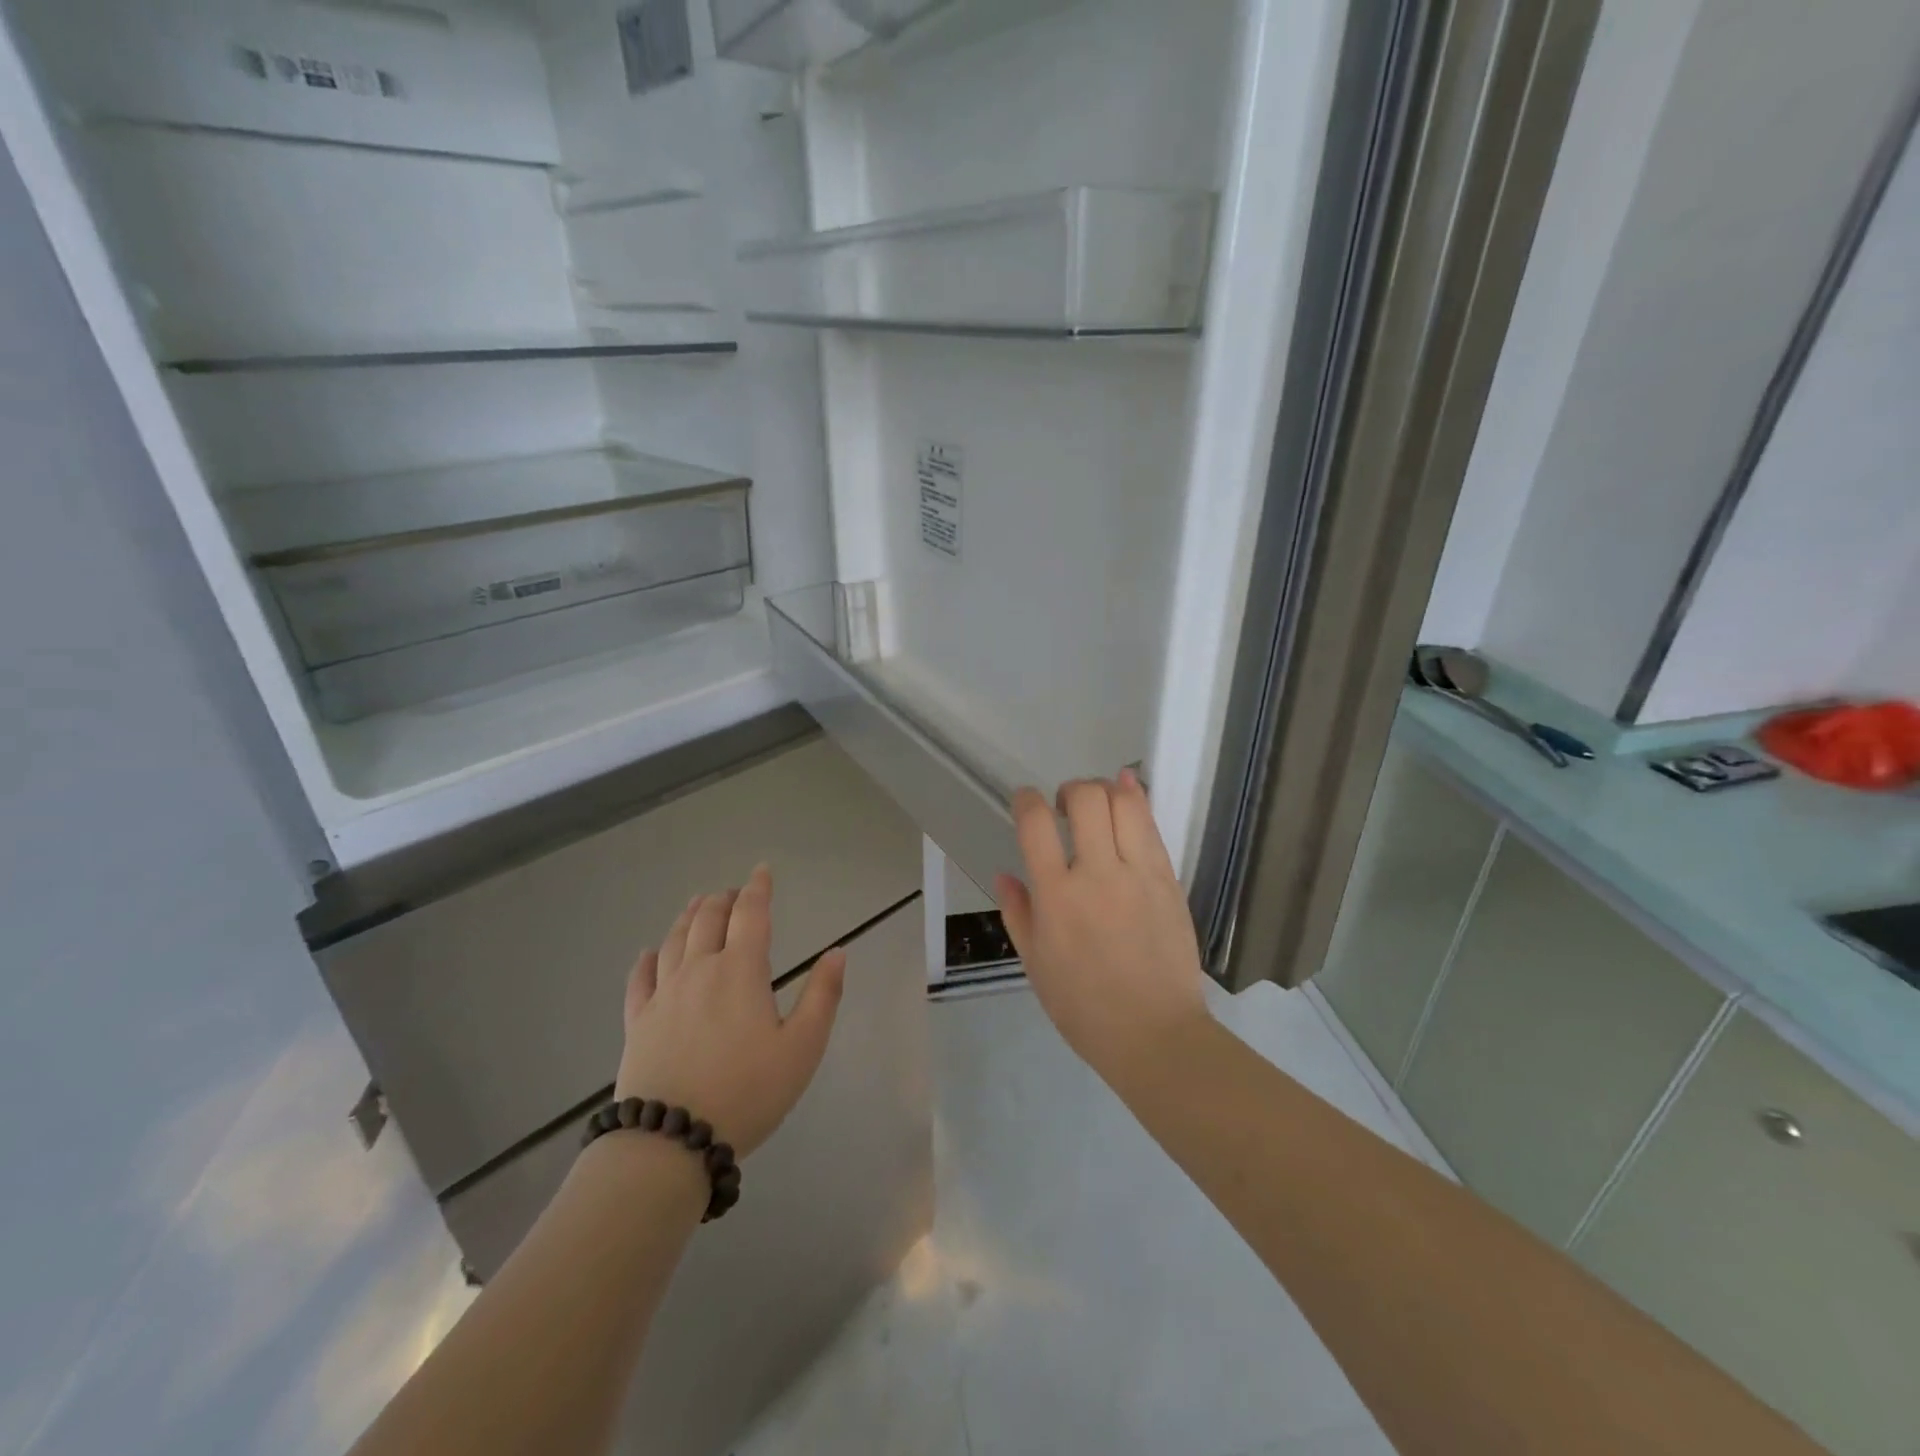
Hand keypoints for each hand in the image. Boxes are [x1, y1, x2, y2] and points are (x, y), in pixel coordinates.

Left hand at [616, 865, 844, 1157]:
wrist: (671, 1141)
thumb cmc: (747, 1092)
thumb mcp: (802, 1048)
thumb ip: (822, 996)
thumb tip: (838, 952)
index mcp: (741, 971)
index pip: (751, 914)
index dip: (758, 888)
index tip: (762, 871)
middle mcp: (699, 970)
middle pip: (708, 920)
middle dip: (723, 900)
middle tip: (733, 893)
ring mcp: (664, 995)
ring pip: (674, 941)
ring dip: (689, 917)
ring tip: (697, 905)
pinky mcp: (638, 1022)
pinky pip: (640, 979)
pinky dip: (647, 959)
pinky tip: (649, 953)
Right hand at [993, 769, 1210, 1085]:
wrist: (1154, 1033)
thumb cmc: (1084, 1007)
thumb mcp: (1036, 964)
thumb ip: (1018, 914)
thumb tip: (1005, 876)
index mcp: (1056, 896)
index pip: (1036, 824)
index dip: (1027, 800)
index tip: (1026, 800)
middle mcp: (1097, 874)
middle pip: (1085, 800)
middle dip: (1070, 790)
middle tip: (1065, 806)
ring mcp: (1138, 874)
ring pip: (1125, 803)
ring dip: (1105, 789)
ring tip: (1098, 802)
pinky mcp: (1168, 880)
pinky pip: (1151, 827)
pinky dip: (1137, 800)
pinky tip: (1128, 792)